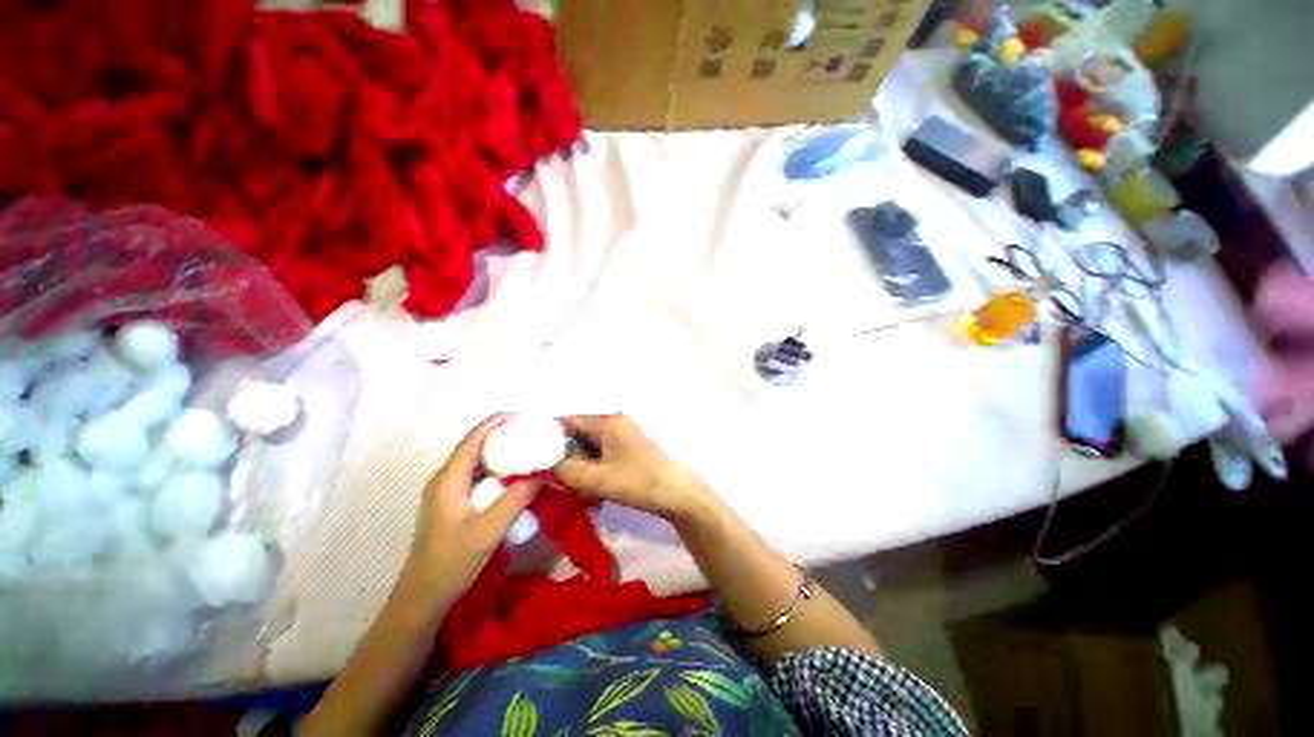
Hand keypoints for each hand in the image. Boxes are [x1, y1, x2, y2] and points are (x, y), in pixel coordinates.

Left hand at [406, 414, 537, 603]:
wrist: (423, 597)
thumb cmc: (452, 561)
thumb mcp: (489, 529)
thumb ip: (517, 498)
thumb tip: (542, 474)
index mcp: (448, 479)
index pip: (472, 440)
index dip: (495, 423)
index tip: (522, 415)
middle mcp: (445, 479)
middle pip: (474, 446)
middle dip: (501, 434)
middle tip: (530, 431)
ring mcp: (447, 492)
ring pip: (475, 461)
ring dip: (499, 451)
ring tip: (526, 448)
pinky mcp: (453, 503)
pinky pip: (476, 476)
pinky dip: (495, 468)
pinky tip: (513, 475)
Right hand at [554, 414, 714, 521]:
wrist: (675, 493)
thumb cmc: (637, 481)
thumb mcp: (597, 479)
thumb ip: (566, 471)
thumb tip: (543, 465)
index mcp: (608, 422)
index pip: (570, 421)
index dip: (550, 437)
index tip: (535, 455)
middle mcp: (615, 423)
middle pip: (579, 434)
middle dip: (565, 455)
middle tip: (553, 477)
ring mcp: (623, 436)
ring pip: (590, 447)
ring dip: (580, 465)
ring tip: (572, 487)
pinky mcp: (628, 449)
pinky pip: (602, 455)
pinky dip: (593, 468)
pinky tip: (590, 489)